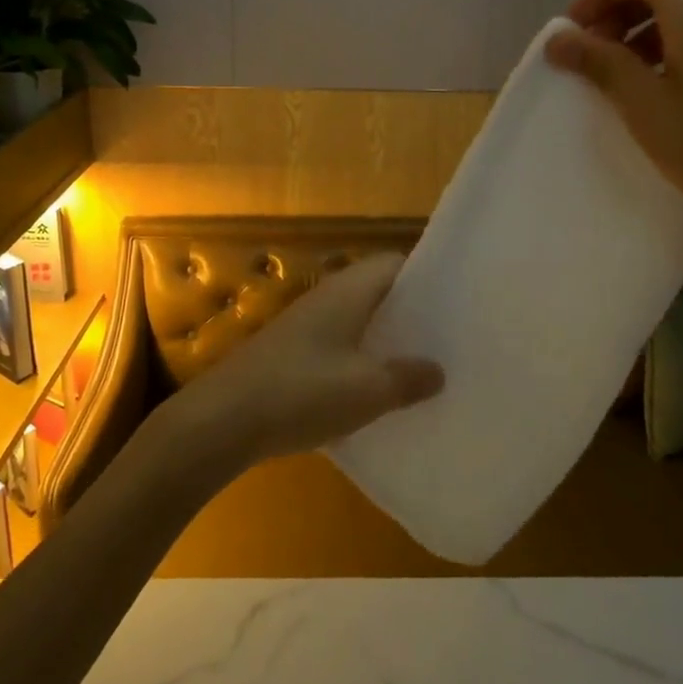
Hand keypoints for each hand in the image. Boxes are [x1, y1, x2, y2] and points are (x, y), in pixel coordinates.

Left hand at [167, 255, 443, 471]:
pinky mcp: (293, 353)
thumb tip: (438, 370)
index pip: (396, 263)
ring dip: (386, 341)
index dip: (428, 277)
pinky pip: (340, 346)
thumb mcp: (367, 390)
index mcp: (349, 290)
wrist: (223, 420)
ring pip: (359, 322)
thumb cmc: (302, 392)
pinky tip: (377, 393)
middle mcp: (328, 297)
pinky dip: (362, 361)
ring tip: (423, 367)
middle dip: (411, 314)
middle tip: (449, 339)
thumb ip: (407, 378)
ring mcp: (307, 325)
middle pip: (379, 293)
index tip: (458, 301)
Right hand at [545, 0, 682, 255]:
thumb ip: (600, 64)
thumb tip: (558, 37)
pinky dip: (661, 51)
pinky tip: (650, 92)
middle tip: (587, 53)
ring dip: (636, 33)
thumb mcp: (645, 106)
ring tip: (613, 75)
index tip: (572, 32)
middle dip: (615, 12)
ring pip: (678, 15)